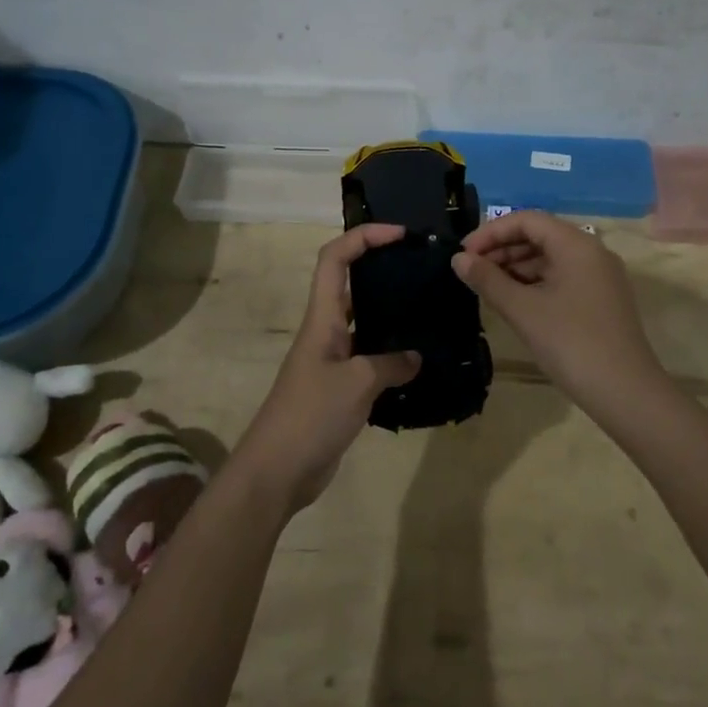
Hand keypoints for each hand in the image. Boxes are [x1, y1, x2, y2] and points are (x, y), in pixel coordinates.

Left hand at [234, 224, 420, 513]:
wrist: (277, 471)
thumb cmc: (311, 416)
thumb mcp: (358, 383)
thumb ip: (391, 364)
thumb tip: (415, 357)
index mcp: (323, 318)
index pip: (335, 258)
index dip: (364, 237)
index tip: (401, 234)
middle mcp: (326, 331)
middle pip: (350, 283)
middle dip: (383, 267)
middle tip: (423, 269)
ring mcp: (332, 360)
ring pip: (364, 321)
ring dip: (391, 313)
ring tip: (430, 310)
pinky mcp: (340, 388)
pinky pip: (370, 358)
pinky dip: (393, 355)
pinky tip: (420, 363)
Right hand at [452, 211, 665, 414]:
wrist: (625, 393)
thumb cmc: (571, 343)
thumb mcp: (522, 310)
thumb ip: (488, 280)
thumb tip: (459, 260)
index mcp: (576, 244)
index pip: (527, 220)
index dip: (491, 232)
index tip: (463, 254)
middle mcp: (592, 252)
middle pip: (540, 236)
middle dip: (502, 249)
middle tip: (471, 271)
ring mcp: (600, 277)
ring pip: (551, 258)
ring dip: (516, 267)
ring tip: (487, 287)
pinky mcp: (601, 300)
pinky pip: (562, 277)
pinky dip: (535, 283)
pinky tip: (513, 301)